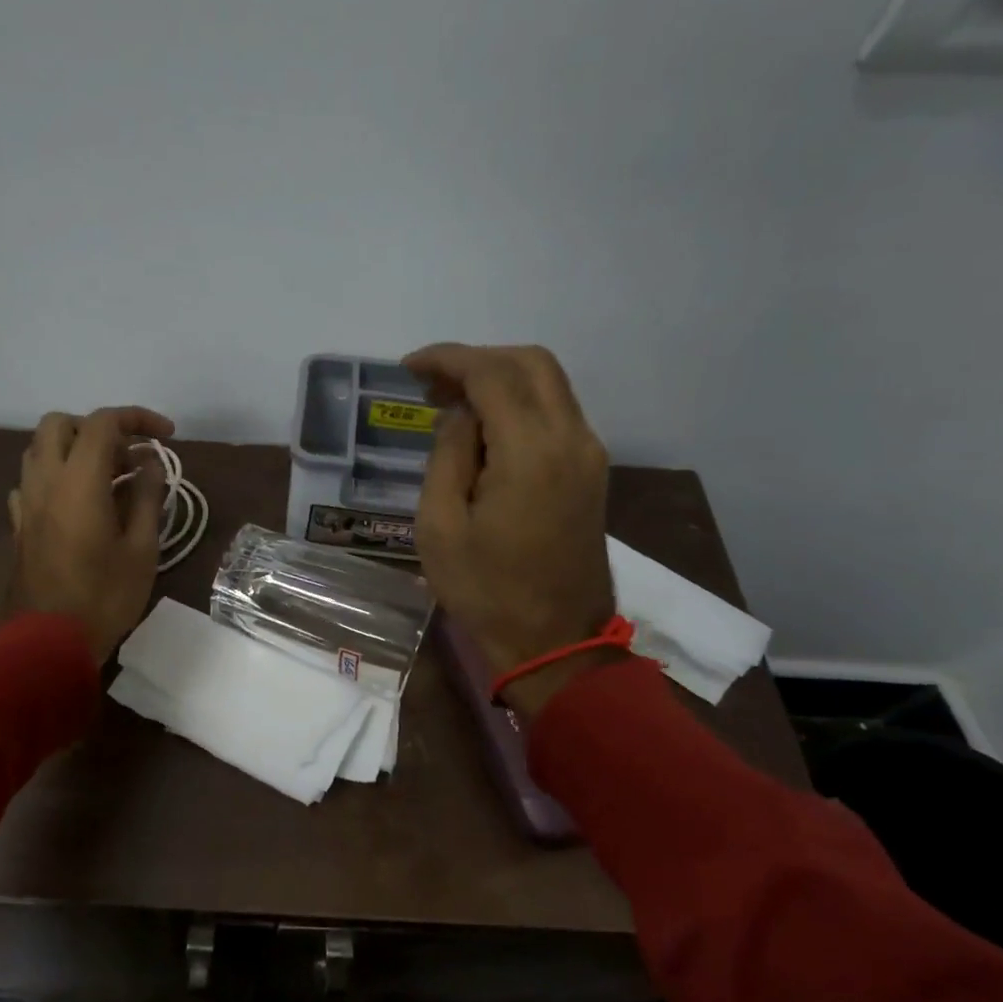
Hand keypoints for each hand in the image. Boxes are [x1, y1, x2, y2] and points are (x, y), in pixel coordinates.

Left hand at [8, 406, 174, 665]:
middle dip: (97, 427)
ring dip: (73, 449)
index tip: (167, 436)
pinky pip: (30, 482)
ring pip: (39, 450)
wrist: (47, 643)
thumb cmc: (104, 597)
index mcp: (78, 481)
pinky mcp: (18, 526)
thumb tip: (152, 462)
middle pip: (60, 424)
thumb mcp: (142, 549)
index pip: (103, 424)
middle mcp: (44, 480)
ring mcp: (25, 503)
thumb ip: (148, 497)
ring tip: (107, 478)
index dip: (137, 419)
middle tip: (129, 455)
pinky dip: (55, 477)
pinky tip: (75, 503)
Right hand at [404, 344, 619, 713]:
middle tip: (432, 385)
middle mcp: (572, 439)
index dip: (448, 360)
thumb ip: (448, 456)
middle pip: (531, 364)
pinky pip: (557, 415)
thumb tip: (460, 415)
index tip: (410, 369)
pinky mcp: (592, 473)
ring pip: (550, 385)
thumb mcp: (440, 527)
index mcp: (531, 452)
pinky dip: (520, 406)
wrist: (554, 642)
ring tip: (452, 406)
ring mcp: (589, 455)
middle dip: (478, 361)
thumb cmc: (486, 591)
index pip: (492, 374)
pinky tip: (485, 432)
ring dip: (501, 381)